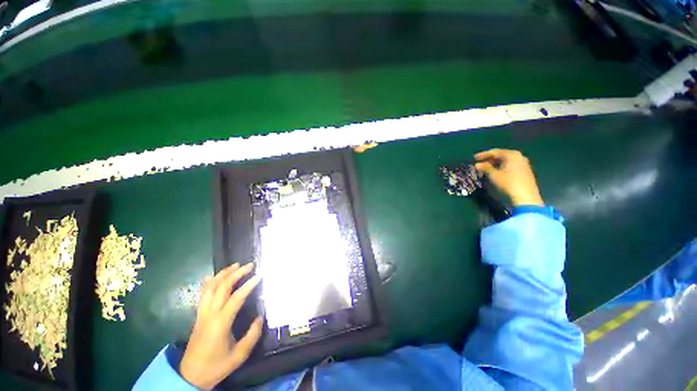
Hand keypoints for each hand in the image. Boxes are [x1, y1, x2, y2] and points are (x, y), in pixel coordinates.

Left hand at [179, 263, 262, 389]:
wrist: (190, 376)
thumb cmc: (216, 366)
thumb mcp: (239, 355)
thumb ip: (252, 335)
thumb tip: (260, 317)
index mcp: (221, 323)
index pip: (236, 298)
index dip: (248, 285)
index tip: (259, 276)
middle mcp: (210, 314)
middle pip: (222, 287)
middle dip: (236, 274)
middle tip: (249, 265)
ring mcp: (202, 313)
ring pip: (210, 287)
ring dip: (222, 274)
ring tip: (234, 265)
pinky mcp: (198, 315)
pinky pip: (202, 294)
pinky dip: (209, 282)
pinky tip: (214, 276)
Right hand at [474, 149, 543, 205]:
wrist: (525, 197)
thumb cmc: (508, 183)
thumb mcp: (494, 175)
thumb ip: (485, 168)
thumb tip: (477, 164)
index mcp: (512, 155)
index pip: (495, 152)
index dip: (483, 155)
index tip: (474, 158)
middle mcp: (519, 157)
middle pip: (501, 155)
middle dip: (489, 160)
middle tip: (479, 164)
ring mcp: (523, 164)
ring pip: (505, 161)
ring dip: (495, 164)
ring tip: (485, 168)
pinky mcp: (524, 171)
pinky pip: (510, 166)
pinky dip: (501, 167)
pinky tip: (495, 172)